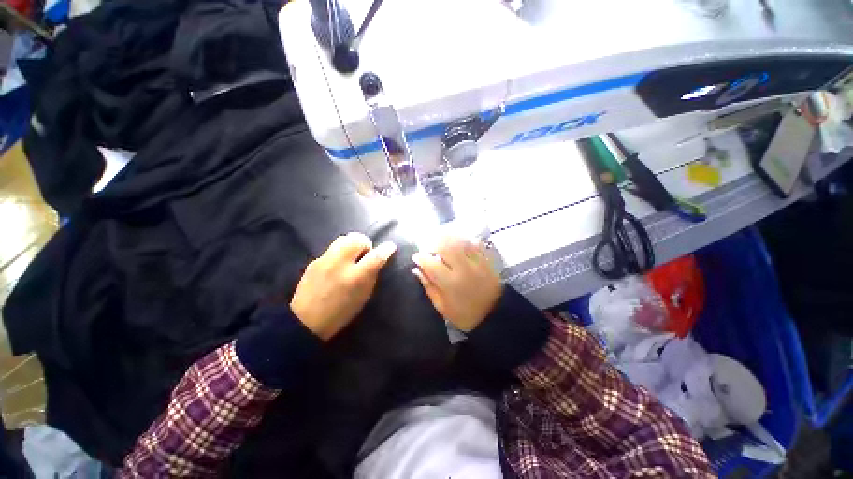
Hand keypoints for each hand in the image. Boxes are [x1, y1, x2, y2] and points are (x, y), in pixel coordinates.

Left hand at [291, 232, 396, 340]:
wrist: (305, 322)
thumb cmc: (340, 313)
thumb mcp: (362, 297)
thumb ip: (371, 275)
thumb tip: (378, 259)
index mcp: (356, 277)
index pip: (376, 256)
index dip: (386, 249)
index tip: (391, 247)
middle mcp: (340, 264)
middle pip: (357, 239)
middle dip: (365, 243)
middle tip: (365, 255)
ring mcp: (325, 260)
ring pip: (343, 239)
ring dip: (352, 245)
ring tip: (351, 257)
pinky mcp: (314, 261)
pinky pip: (332, 249)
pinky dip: (339, 253)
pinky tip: (337, 265)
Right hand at [411, 236, 501, 331]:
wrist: (494, 315)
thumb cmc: (464, 314)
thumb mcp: (442, 307)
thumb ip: (429, 286)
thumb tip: (417, 269)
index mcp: (451, 283)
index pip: (430, 263)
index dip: (420, 257)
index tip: (416, 257)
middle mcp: (464, 269)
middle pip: (445, 246)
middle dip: (433, 243)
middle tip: (428, 249)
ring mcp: (477, 262)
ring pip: (459, 241)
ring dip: (447, 238)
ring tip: (440, 243)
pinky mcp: (486, 259)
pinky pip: (473, 242)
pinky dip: (463, 240)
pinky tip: (457, 243)